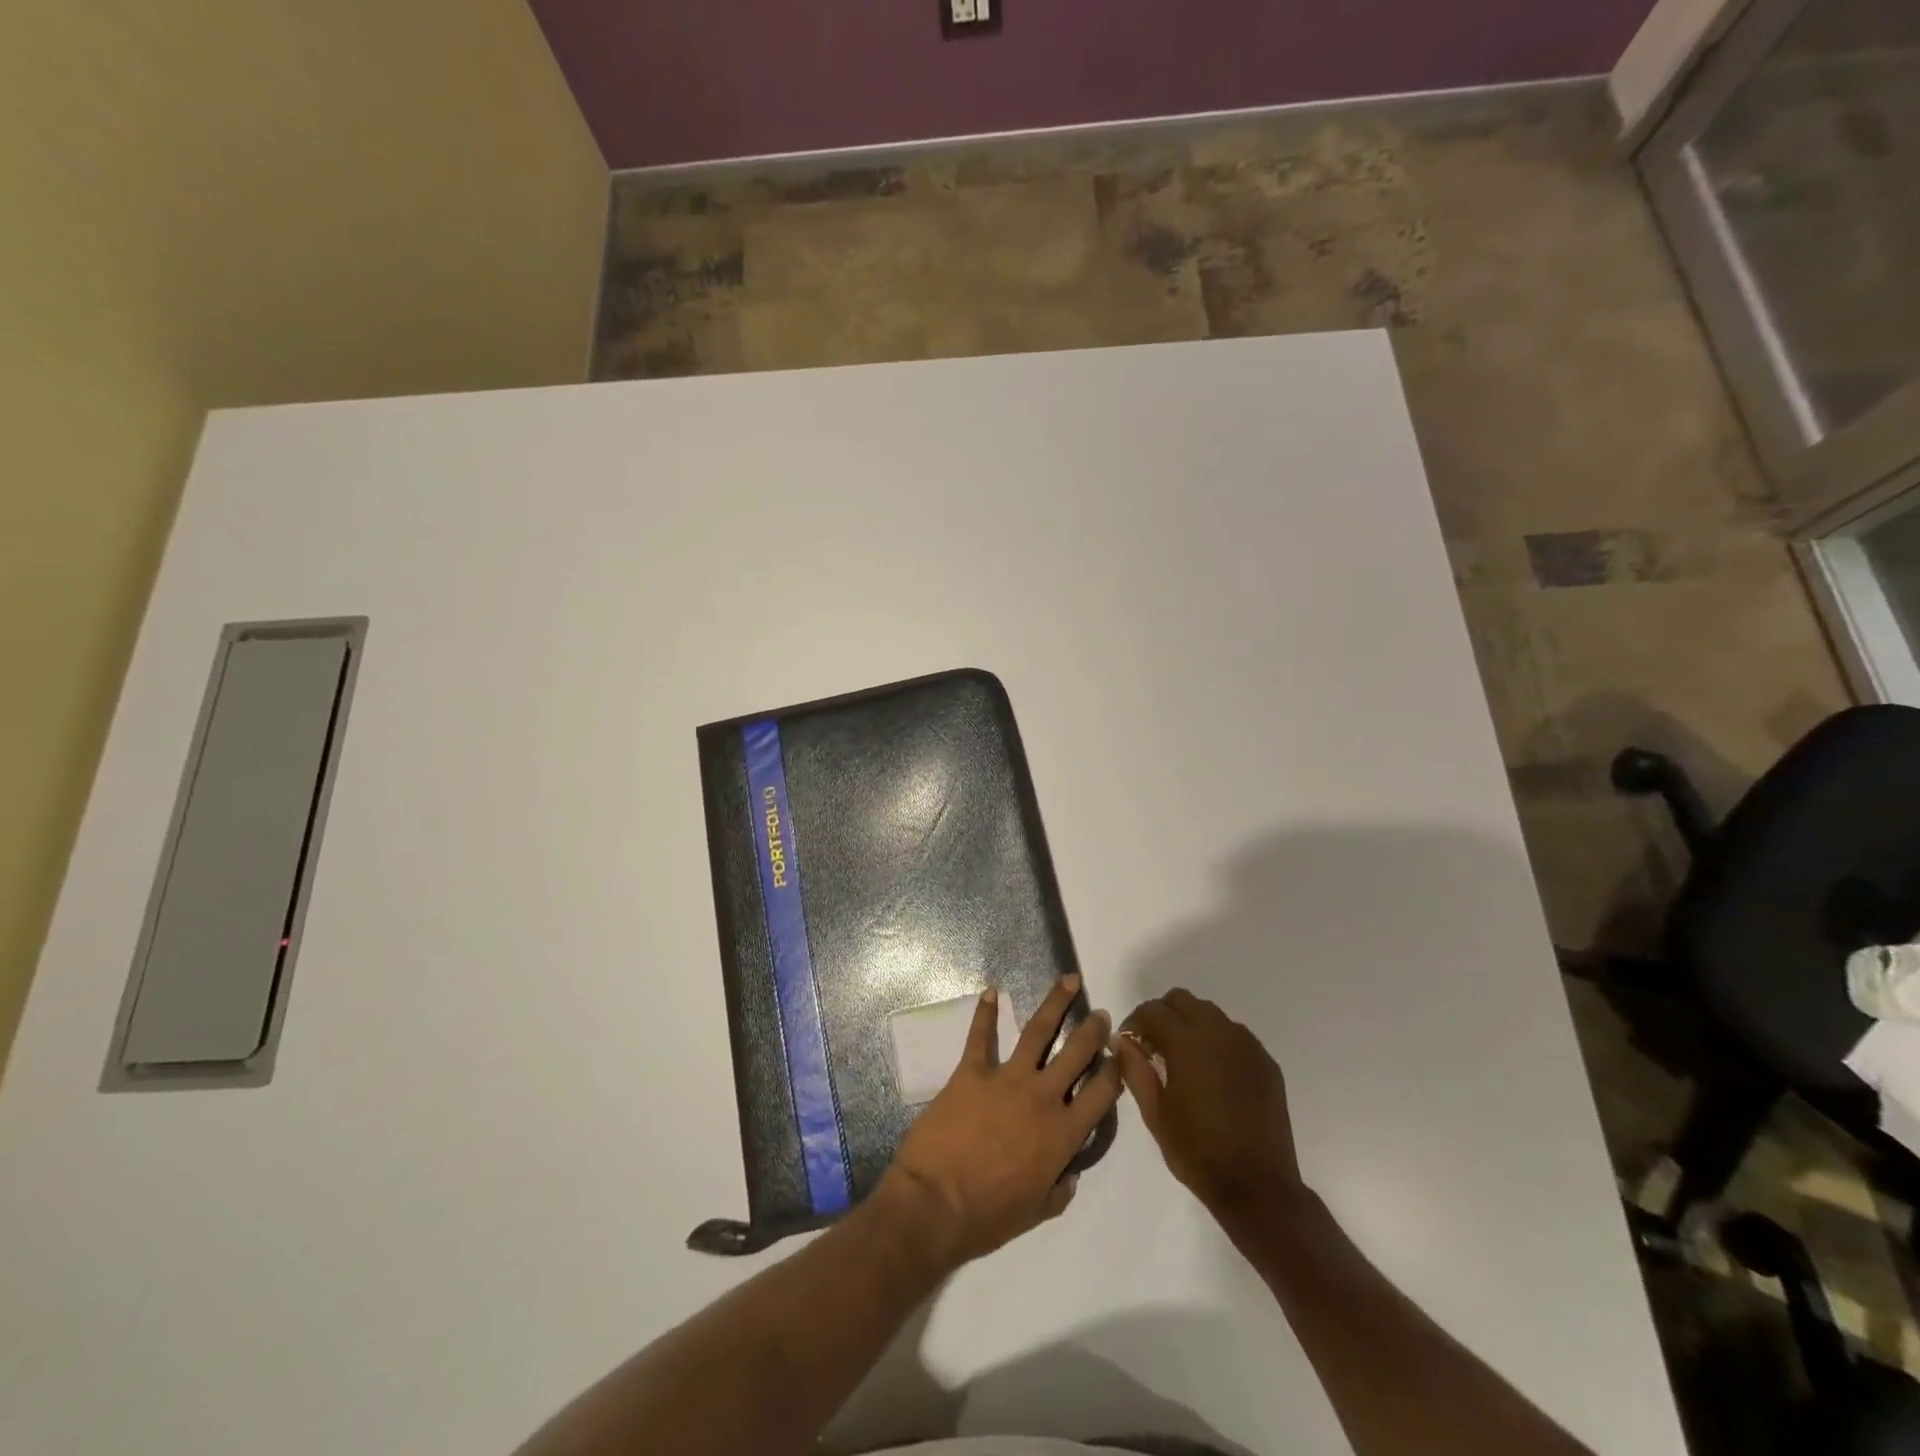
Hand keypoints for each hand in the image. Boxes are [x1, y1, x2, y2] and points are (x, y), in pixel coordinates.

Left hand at [884, 976, 1122, 1267]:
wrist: (936, 1204)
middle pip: (1076, 1053)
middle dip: (1092, 1030)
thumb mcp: (1037, 1212)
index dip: (1115, 1071)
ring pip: (1038, 1031)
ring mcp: (1006, 1078)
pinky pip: (980, 1036)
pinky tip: (991, 992)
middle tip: (1101, 1013)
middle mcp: (1042, 1097)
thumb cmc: (988, 1216)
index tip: (1121, 1054)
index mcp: (1063, 1135)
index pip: (1101, 1093)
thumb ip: (1060, 1189)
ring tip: (1069, 980)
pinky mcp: (971, 1071)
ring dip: (1055, 1003)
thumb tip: (1070, 1171)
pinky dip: (985, 1012)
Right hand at [1113, 990, 1304, 1223]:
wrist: (1258, 1188)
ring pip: (1210, 1014)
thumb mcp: (1155, 1114)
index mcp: (1188, 1043)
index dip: (1135, 1022)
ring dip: (1190, 1025)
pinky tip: (1213, 1075)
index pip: (1153, 1010)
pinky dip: (1217, 1042)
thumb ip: (1134, 1069)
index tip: (1129, 1045)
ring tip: (1184, 1061)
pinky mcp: (1266, 1062)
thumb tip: (1121, 1041)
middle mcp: (1220, 1033)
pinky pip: (1235, 1035)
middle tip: (1154, 1048)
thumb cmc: (1198, 1152)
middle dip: (1163, 1016)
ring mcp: (1248, 1046)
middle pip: (1182, 1000)